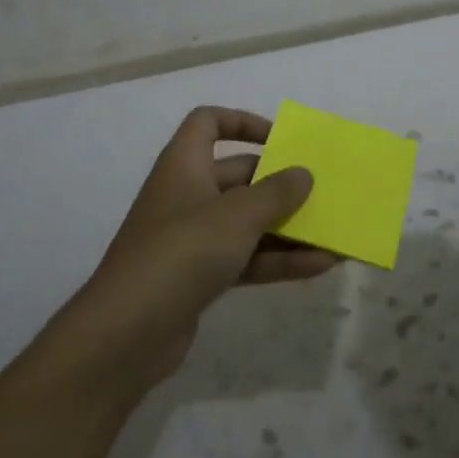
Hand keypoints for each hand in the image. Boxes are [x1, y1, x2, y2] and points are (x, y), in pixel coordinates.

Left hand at [54, 107, 334, 389]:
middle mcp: (187, 194)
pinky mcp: (199, 276)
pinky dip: (278, 259)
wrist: (125, 334)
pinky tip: (319, 267)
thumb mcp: (236, 216)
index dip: (243, 122)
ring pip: (246, 222)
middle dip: (280, 183)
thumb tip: (303, 173)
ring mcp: (192, 238)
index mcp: (184, 164)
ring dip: (287, 227)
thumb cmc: (182, 253)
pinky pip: (245, 257)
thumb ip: (276, 192)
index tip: (280, 139)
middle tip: (321, 191)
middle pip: (239, 175)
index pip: (208, 123)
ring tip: (332, 233)